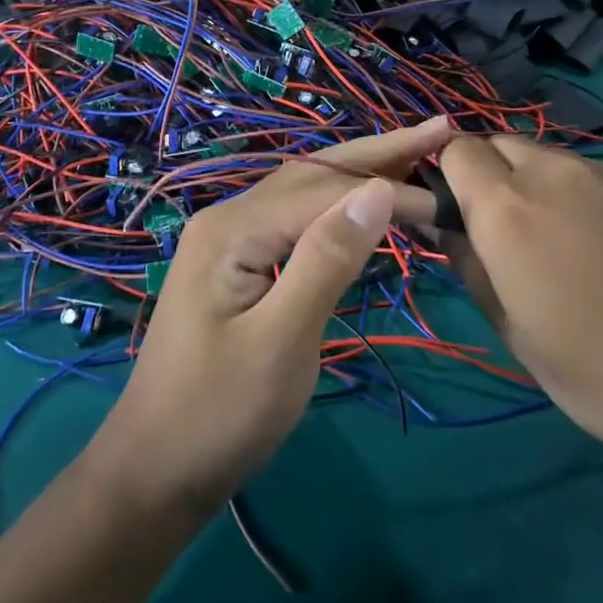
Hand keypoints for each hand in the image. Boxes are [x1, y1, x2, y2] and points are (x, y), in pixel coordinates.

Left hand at [85, 118, 452, 511]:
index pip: (325, 189)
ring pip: (304, 190)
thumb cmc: (219, 416)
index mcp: (234, 228)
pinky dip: (337, 204)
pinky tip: (363, 202)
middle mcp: (229, 216)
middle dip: (378, 152)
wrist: (154, 471)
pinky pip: (295, 218)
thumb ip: (327, 260)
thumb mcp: (282, 342)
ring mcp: (229, 238)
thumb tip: (379, 190)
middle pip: (313, 172)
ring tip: (413, 156)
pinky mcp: (238, 262)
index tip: (449, 204)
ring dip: (359, 172)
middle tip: (439, 131)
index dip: (389, 190)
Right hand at [437, 135, 602, 477]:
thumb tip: (444, 225)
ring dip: (536, 184)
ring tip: (563, 243)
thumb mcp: (515, 333)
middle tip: (504, 230)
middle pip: (500, 143)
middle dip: (489, 173)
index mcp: (506, 207)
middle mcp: (552, 172)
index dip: (446, 173)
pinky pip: (594, 176)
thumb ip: (470, 266)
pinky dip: (582, 197)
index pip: (455, 149)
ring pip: (549, 158)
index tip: (454, 212)